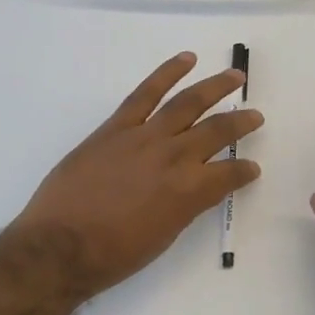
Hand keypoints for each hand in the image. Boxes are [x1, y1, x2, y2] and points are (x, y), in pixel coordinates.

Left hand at [10, 51, 262, 299]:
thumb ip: (184, 207)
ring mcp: (144, 137)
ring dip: (215, 87)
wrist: (59, 245)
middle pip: (217, 131)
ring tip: (235, 76)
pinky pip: (146, 93)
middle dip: (241, 123)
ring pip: (188, 103)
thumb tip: (197, 189)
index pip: (229, 175)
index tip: (251, 169)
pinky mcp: (116, 127)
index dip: (244, 171)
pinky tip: (186, 59)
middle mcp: (174, 158)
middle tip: (256, 116)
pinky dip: (167, 73)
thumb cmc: (113, 255)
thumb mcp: (162, 237)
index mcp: (189, 192)